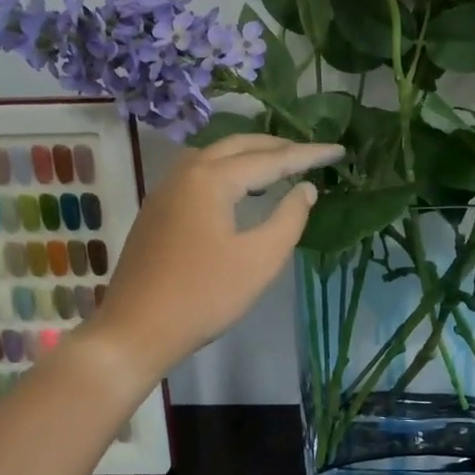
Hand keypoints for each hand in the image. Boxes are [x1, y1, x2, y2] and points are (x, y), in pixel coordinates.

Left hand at [90, 134, 343, 379]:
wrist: (136, 330)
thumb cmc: (204, 296)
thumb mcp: (259, 260)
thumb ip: (289, 218)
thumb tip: (306, 189)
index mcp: (211, 179)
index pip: (270, 159)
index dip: (308, 155)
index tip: (339, 151)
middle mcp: (186, 172)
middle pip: (238, 145)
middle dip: (277, 146)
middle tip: (311, 153)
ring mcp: (166, 190)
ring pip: (215, 155)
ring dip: (250, 154)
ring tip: (280, 165)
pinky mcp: (158, 209)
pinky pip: (199, 172)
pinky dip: (228, 169)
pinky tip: (241, 188)